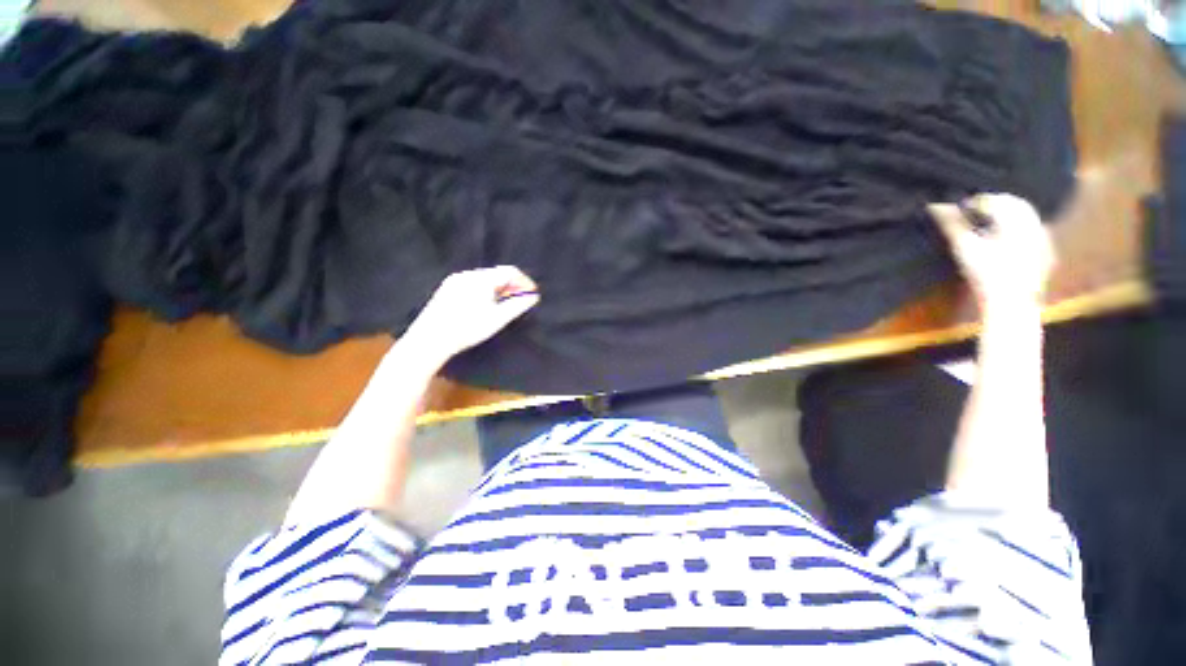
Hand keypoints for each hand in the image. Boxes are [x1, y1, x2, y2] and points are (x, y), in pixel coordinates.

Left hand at [402, 266, 539, 364]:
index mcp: (482, 279)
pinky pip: (473, 283)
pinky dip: (485, 290)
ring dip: (499, 287)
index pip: (510, 271)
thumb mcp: (497, 319)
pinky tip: (485, 304)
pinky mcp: (447, 288)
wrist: (430, 339)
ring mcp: (455, 280)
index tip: (532, 293)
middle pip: (497, 273)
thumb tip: (533, 297)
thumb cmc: (468, 329)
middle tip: (520, 299)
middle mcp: (468, 274)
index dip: (524, 281)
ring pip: (485, 278)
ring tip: (505, 303)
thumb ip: (517, 305)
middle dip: (512, 285)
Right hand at [927, 193, 1054, 311]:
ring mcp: (1044, 238)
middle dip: (995, 205)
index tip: (961, 208)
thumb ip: (952, 224)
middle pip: (1016, 204)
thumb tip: (936, 205)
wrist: (1011, 304)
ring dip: (1007, 216)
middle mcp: (1034, 223)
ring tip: (988, 225)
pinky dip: (1018, 230)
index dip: (977, 201)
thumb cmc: (985, 275)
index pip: (997, 199)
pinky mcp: (1046, 252)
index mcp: (1016, 219)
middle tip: (974, 213)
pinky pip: (1034, 232)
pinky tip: (1005, 241)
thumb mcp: (965, 249)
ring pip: (1026, 217)